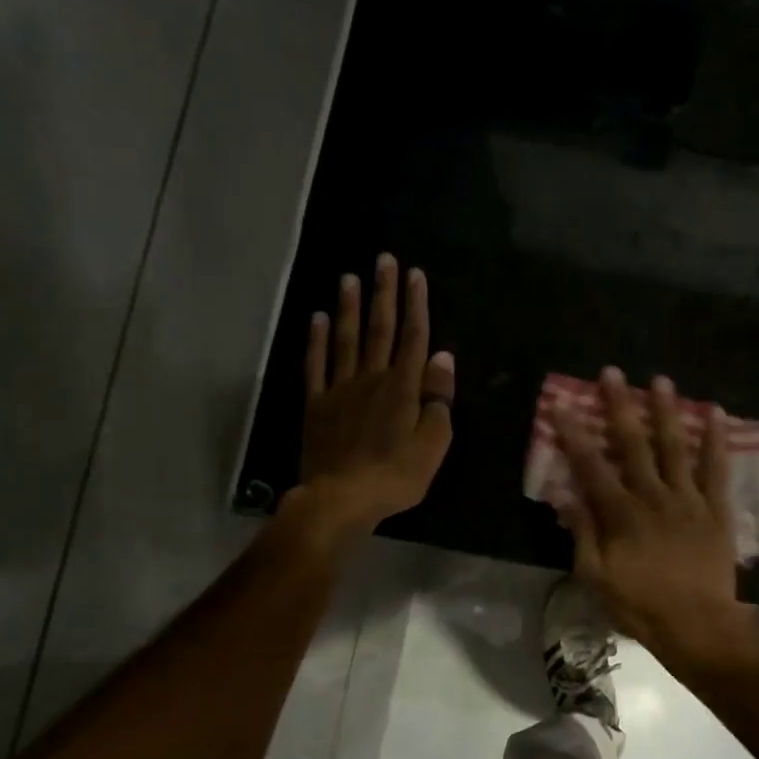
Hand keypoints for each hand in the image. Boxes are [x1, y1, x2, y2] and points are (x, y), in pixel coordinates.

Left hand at [288, 253, 454, 545]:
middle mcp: (372, 378)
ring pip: (346, 339)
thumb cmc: (396, 475)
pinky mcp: (316, 404)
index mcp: (404, 387)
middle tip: (384, 260)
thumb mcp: (433, 442)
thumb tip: (442, 357)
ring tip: (349, 277)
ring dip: (349, 307)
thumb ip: (438, 398)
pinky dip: (316, 340)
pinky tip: (318, 318)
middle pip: (380, 329)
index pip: (414, 337)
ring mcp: (340, 389)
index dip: (416, 304)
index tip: (415, 275)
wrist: (340, 499)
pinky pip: (316, 365)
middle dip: (384, 293)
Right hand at [553, 368, 758, 661]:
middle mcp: (653, 496)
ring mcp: (688, 498)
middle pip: (633, 444)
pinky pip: (716, 469)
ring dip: (666, 411)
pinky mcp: (716, 508)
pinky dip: (716, 440)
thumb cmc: (641, 605)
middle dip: (620, 406)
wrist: (699, 625)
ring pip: (675, 446)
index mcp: (621, 513)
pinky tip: (716, 413)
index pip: (591, 466)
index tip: (563, 404)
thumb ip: (582, 533)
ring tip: (661, 380)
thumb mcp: (596, 577)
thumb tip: (564, 495)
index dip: (574, 434)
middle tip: (612, 373)